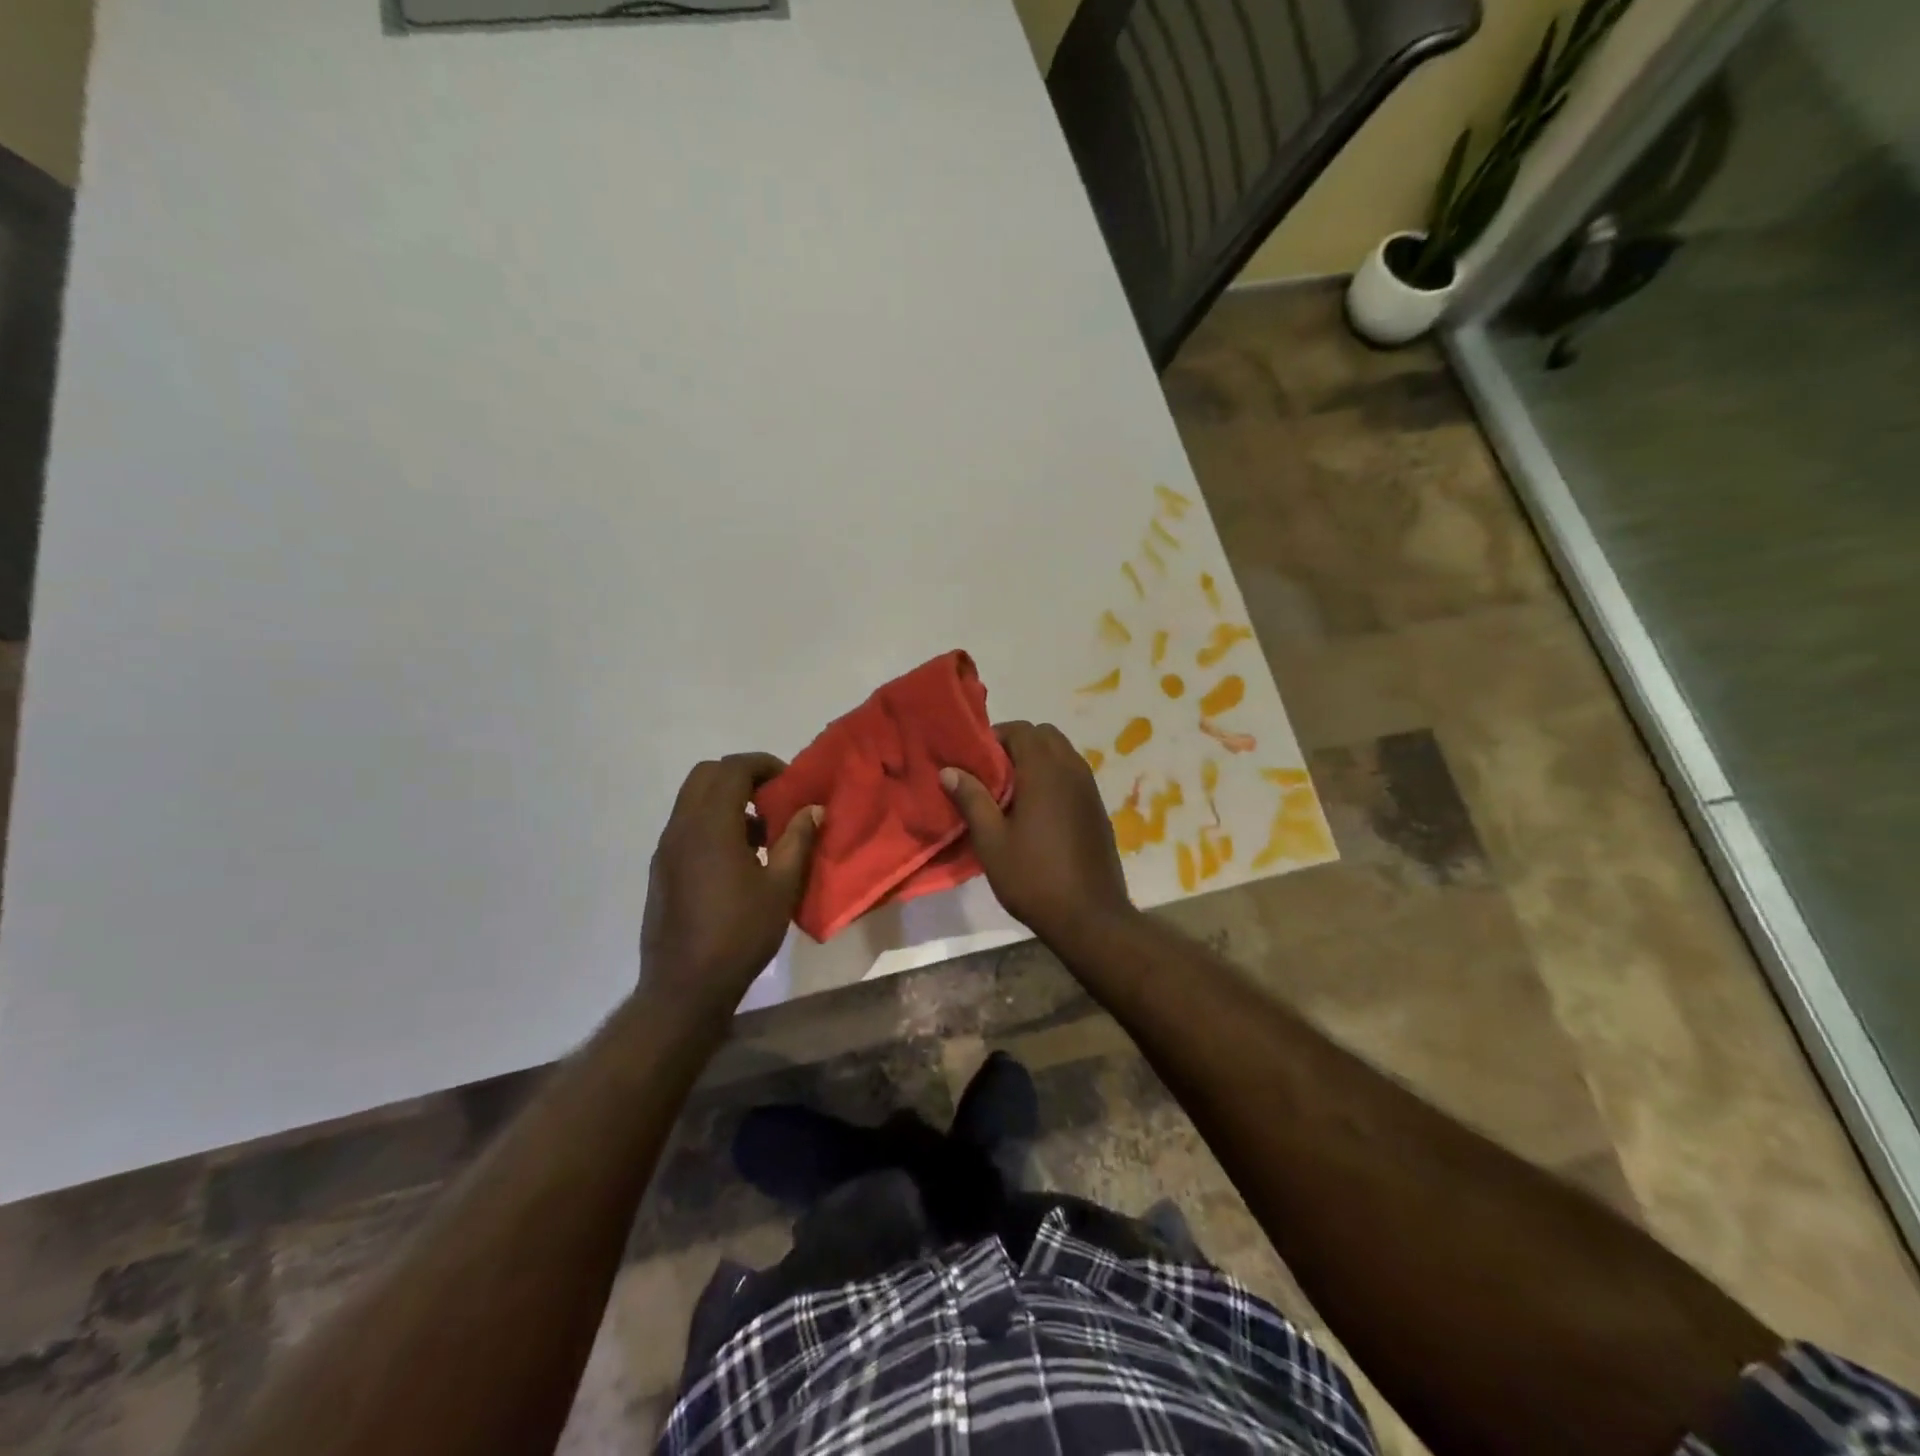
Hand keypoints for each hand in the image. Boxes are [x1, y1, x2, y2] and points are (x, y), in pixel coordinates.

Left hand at [640, 754, 820, 1010]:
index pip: (732, 769)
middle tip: (773, 798)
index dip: (763, 765)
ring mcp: (666, 848)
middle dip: (741, 776)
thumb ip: (798, 840)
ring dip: (725, 799)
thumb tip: (813, 808)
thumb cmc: (740, 934)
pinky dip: (711, 821)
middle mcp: (682, 827)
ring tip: (761, 832)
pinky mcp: (661, 868)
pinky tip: (738, 858)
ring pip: (692, 799)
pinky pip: (686, 825)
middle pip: (706, 775)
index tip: (789, 781)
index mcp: (711, 826)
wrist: (685, 986)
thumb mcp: (781, 887)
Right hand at [941, 721, 1134, 949]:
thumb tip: (949, 770)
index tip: (976, 762)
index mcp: (1045, 771)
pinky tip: (1038, 814)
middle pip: (1045, 736)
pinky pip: (1074, 776)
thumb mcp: (991, 841)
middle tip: (993, 776)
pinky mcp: (1098, 809)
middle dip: (1018, 745)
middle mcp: (1072, 770)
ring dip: (1038, 761)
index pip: (1021, 730)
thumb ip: (972, 799)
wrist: (1090, 917)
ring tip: (1013, 795)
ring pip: (1063, 754)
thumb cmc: (1033, 877)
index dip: (995, 738)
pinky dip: (1055, 779)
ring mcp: (1090, 789)